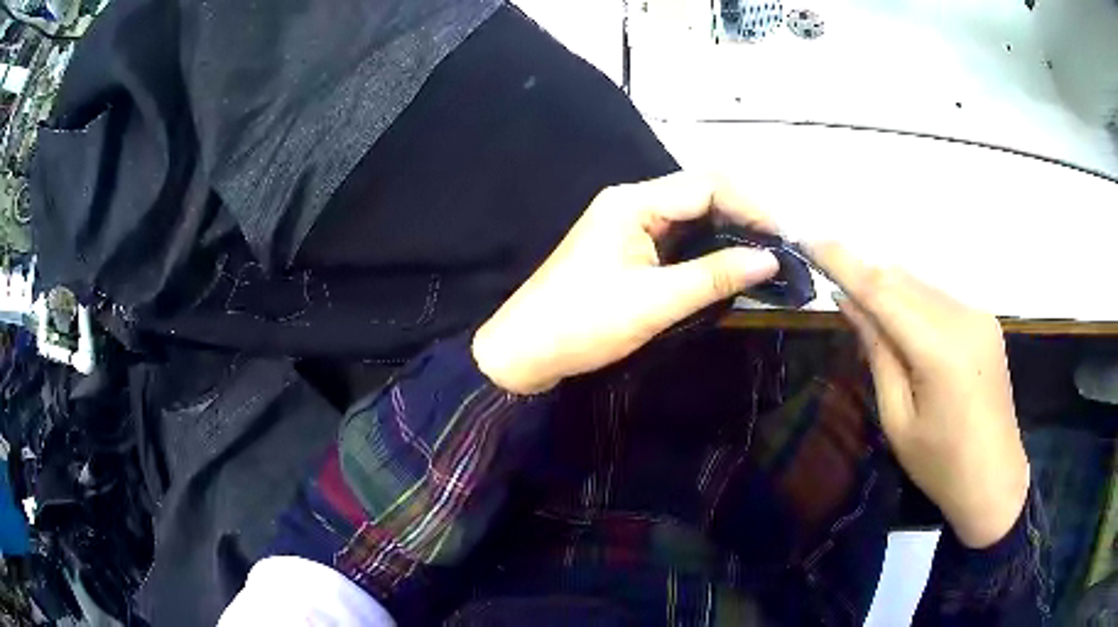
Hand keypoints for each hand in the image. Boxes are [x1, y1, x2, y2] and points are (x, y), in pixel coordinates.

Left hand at [472, 172, 779, 394]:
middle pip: (699, 195)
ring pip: (690, 217)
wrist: (524, 351)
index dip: (751, 206)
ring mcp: (627, 225)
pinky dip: (705, 249)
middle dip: (743, 216)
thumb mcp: (655, 301)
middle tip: (780, 248)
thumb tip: (770, 259)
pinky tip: (729, 265)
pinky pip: (675, 238)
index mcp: (634, 202)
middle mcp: (631, 202)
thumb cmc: (584, 324)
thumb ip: (715, 276)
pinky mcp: (625, 248)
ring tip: (765, 256)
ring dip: (727, 232)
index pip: (707, 186)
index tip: (785, 236)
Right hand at [809, 242, 1028, 547]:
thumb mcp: (898, 419)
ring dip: (888, 289)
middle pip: (901, 279)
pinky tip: (904, 327)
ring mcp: (978, 315)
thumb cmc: (940, 464)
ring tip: (866, 313)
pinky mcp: (985, 320)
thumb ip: (878, 354)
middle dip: (864, 275)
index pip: (882, 290)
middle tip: (832, 286)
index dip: (843, 262)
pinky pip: (939, 298)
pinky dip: (913, 302)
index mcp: (940, 349)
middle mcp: (962, 317)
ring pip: (920, 284)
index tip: (809, 239)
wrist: (994, 480)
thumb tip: (850, 303)